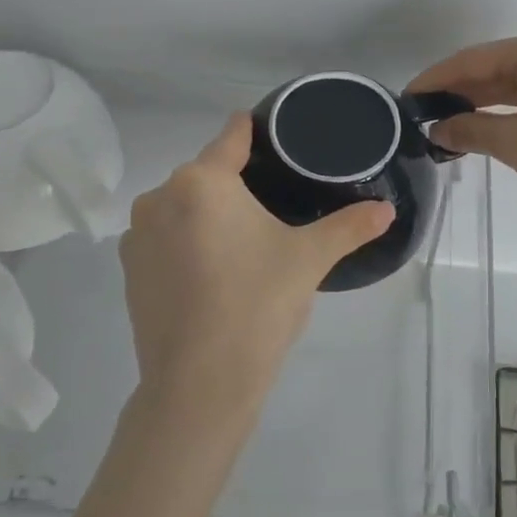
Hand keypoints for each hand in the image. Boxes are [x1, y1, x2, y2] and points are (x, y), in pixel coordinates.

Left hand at [118, 114, 394, 419]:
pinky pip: (165, 236)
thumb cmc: (258, 305)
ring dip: (209, 212)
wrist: (199, 384)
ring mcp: (137, 234)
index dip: (257, 131)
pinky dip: (187, 240)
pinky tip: (213, 269)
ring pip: (183, 205)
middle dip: (238, 181)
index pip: (232, 136)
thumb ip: (350, 227)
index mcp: (202, 181)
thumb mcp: (309, 259)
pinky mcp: (129, 269)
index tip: (278, 136)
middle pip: (207, 173)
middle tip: (276, 203)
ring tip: (245, 240)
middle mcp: (160, 196)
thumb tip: (387, 209)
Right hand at [408, 28, 516, 215]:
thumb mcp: (514, 143)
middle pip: (492, 66)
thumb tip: (438, 129)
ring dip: (481, 101)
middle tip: (422, 115)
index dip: (435, 79)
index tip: (406, 98)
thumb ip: (470, 129)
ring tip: (446, 123)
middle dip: (458, 91)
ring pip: (512, 79)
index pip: (472, 60)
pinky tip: (483, 123)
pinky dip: (506, 106)